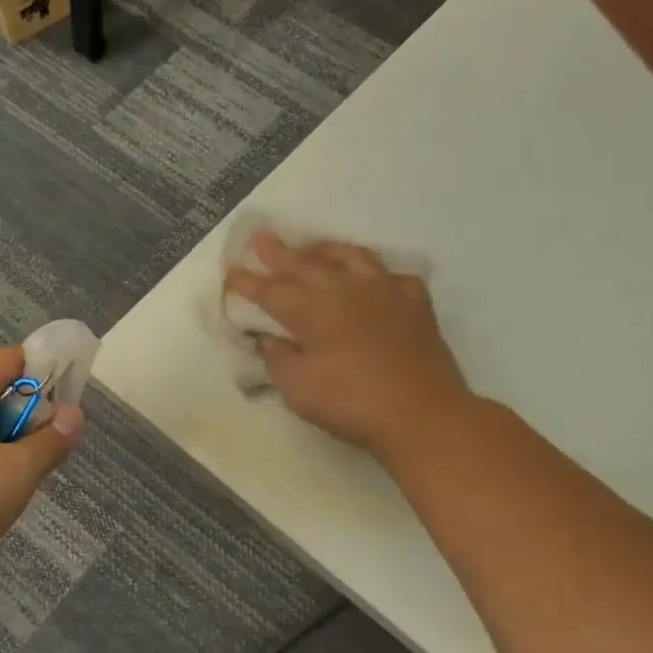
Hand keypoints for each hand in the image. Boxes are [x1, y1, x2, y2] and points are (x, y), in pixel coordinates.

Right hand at [224, 232, 471, 457]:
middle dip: (280, 253)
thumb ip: (278, 359)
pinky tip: (374, 281)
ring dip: (326, 251)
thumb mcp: (299, 389)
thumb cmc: (351, 403)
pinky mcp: (415, 302)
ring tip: (313, 249)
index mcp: (313, 310)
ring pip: (350, 257)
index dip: (249, 282)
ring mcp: (384, 290)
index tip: (231, 272)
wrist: (421, 413)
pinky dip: (377, 274)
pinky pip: (392, 276)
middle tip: (261, 239)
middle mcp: (346, 289)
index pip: (272, 291)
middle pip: (306, 265)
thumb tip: (267, 339)